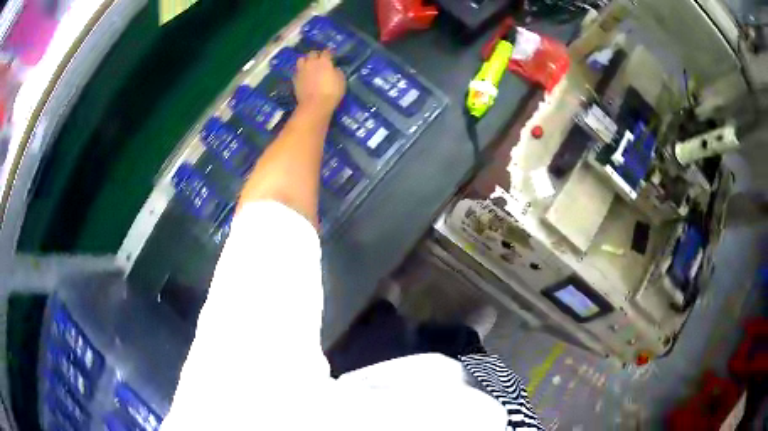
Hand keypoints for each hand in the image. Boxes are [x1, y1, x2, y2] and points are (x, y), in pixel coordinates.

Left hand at [294, 50, 345, 116]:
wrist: (315, 105)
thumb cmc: (331, 92)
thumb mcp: (341, 81)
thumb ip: (337, 72)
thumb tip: (334, 69)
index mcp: (324, 61)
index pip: (326, 52)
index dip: (329, 52)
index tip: (331, 55)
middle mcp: (311, 63)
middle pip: (312, 53)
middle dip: (316, 55)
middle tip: (319, 59)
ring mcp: (301, 70)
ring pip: (301, 59)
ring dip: (305, 60)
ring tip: (309, 65)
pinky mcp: (295, 79)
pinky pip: (297, 71)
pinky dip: (300, 71)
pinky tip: (304, 75)